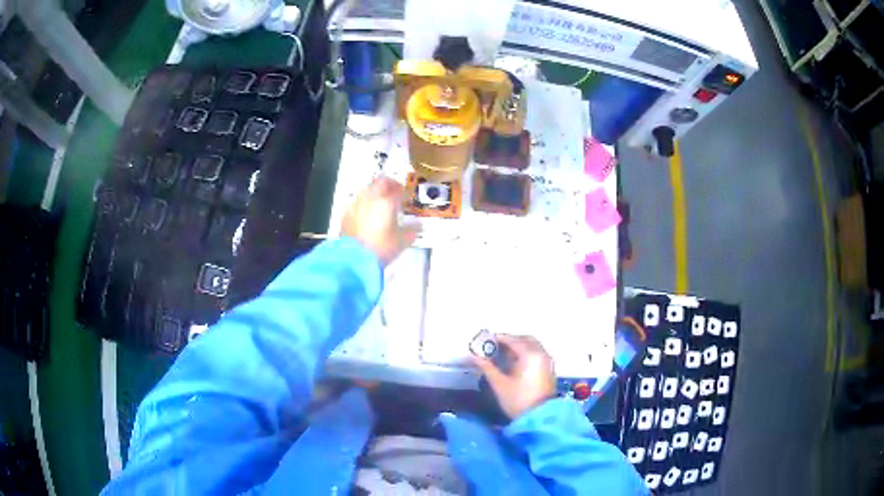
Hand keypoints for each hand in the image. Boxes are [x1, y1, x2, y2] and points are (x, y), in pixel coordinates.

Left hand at [341, 177, 419, 265]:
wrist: (354, 259)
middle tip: (395, 192)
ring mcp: (356, 204)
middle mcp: (370, 198)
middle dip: (389, 185)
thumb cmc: (380, 248)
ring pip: (368, 189)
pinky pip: (358, 201)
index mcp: (386, 202)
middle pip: (380, 182)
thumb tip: (417, 225)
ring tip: (382, 202)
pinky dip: (365, 202)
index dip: (404, 192)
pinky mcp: (347, 214)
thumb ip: (412, 230)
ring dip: (376, 191)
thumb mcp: (402, 241)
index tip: (407, 197)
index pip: (398, 190)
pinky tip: (368, 212)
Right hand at [473, 335, 556, 418]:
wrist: (539, 418)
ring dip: (519, 347)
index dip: (499, 338)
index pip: (513, 340)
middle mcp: (541, 354)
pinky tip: (515, 363)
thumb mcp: (499, 384)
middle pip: (525, 339)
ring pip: (533, 346)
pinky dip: (527, 353)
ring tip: (503, 355)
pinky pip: (537, 354)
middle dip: (511, 341)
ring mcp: (547, 361)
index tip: (486, 340)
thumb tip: (474, 357)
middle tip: (495, 347)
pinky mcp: (549, 369)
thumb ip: (487, 367)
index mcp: (530, 354)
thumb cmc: (518, 400)